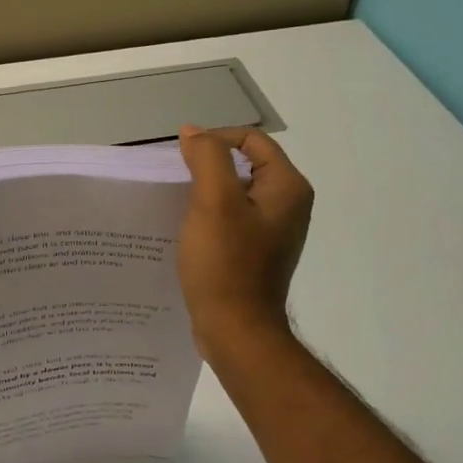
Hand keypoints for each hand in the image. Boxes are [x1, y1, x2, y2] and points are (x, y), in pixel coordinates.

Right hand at [176, 125, 313, 359]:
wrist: (236, 330)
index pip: (251, 141)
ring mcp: (274, 230)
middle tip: (175, 180)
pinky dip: (209, 215)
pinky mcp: (257, 251)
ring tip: (176, 203)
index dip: (214, 140)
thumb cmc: (226, 264)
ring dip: (205, 191)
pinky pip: (232, 218)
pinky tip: (186, 228)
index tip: (180, 158)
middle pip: (244, 164)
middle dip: (207, 166)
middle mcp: (288, 204)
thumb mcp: (213, 202)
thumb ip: (207, 158)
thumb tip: (194, 132)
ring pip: (235, 192)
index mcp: (287, 187)